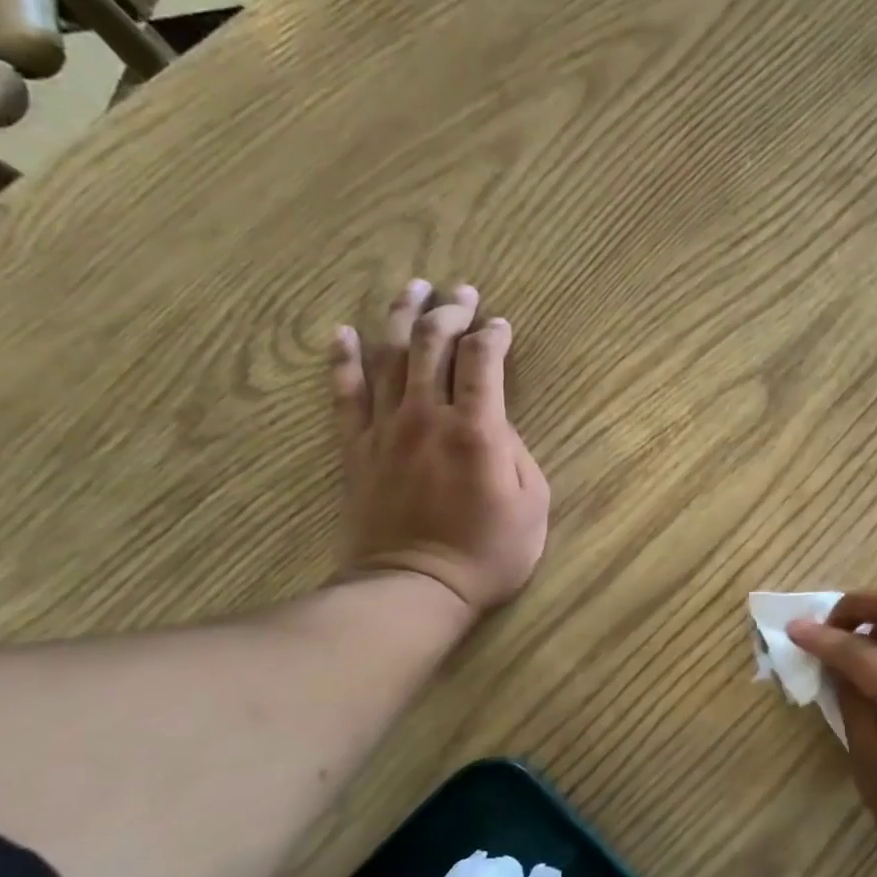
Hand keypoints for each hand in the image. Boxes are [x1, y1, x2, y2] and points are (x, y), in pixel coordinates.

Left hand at [330, 281, 549, 617]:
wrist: (413, 589)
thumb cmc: (486, 553)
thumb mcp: (532, 506)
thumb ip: (517, 452)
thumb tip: (496, 419)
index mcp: (477, 430)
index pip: (483, 361)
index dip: (494, 335)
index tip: (502, 326)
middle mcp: (428, 416)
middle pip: (433, 344)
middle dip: (450, 311)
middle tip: (462, 292)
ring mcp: (385, 429)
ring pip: (389, 356)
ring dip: (401, 316)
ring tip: (411, 287)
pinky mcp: (355, 448)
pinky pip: (345, 394)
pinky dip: (344, 359)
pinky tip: (345, 332)